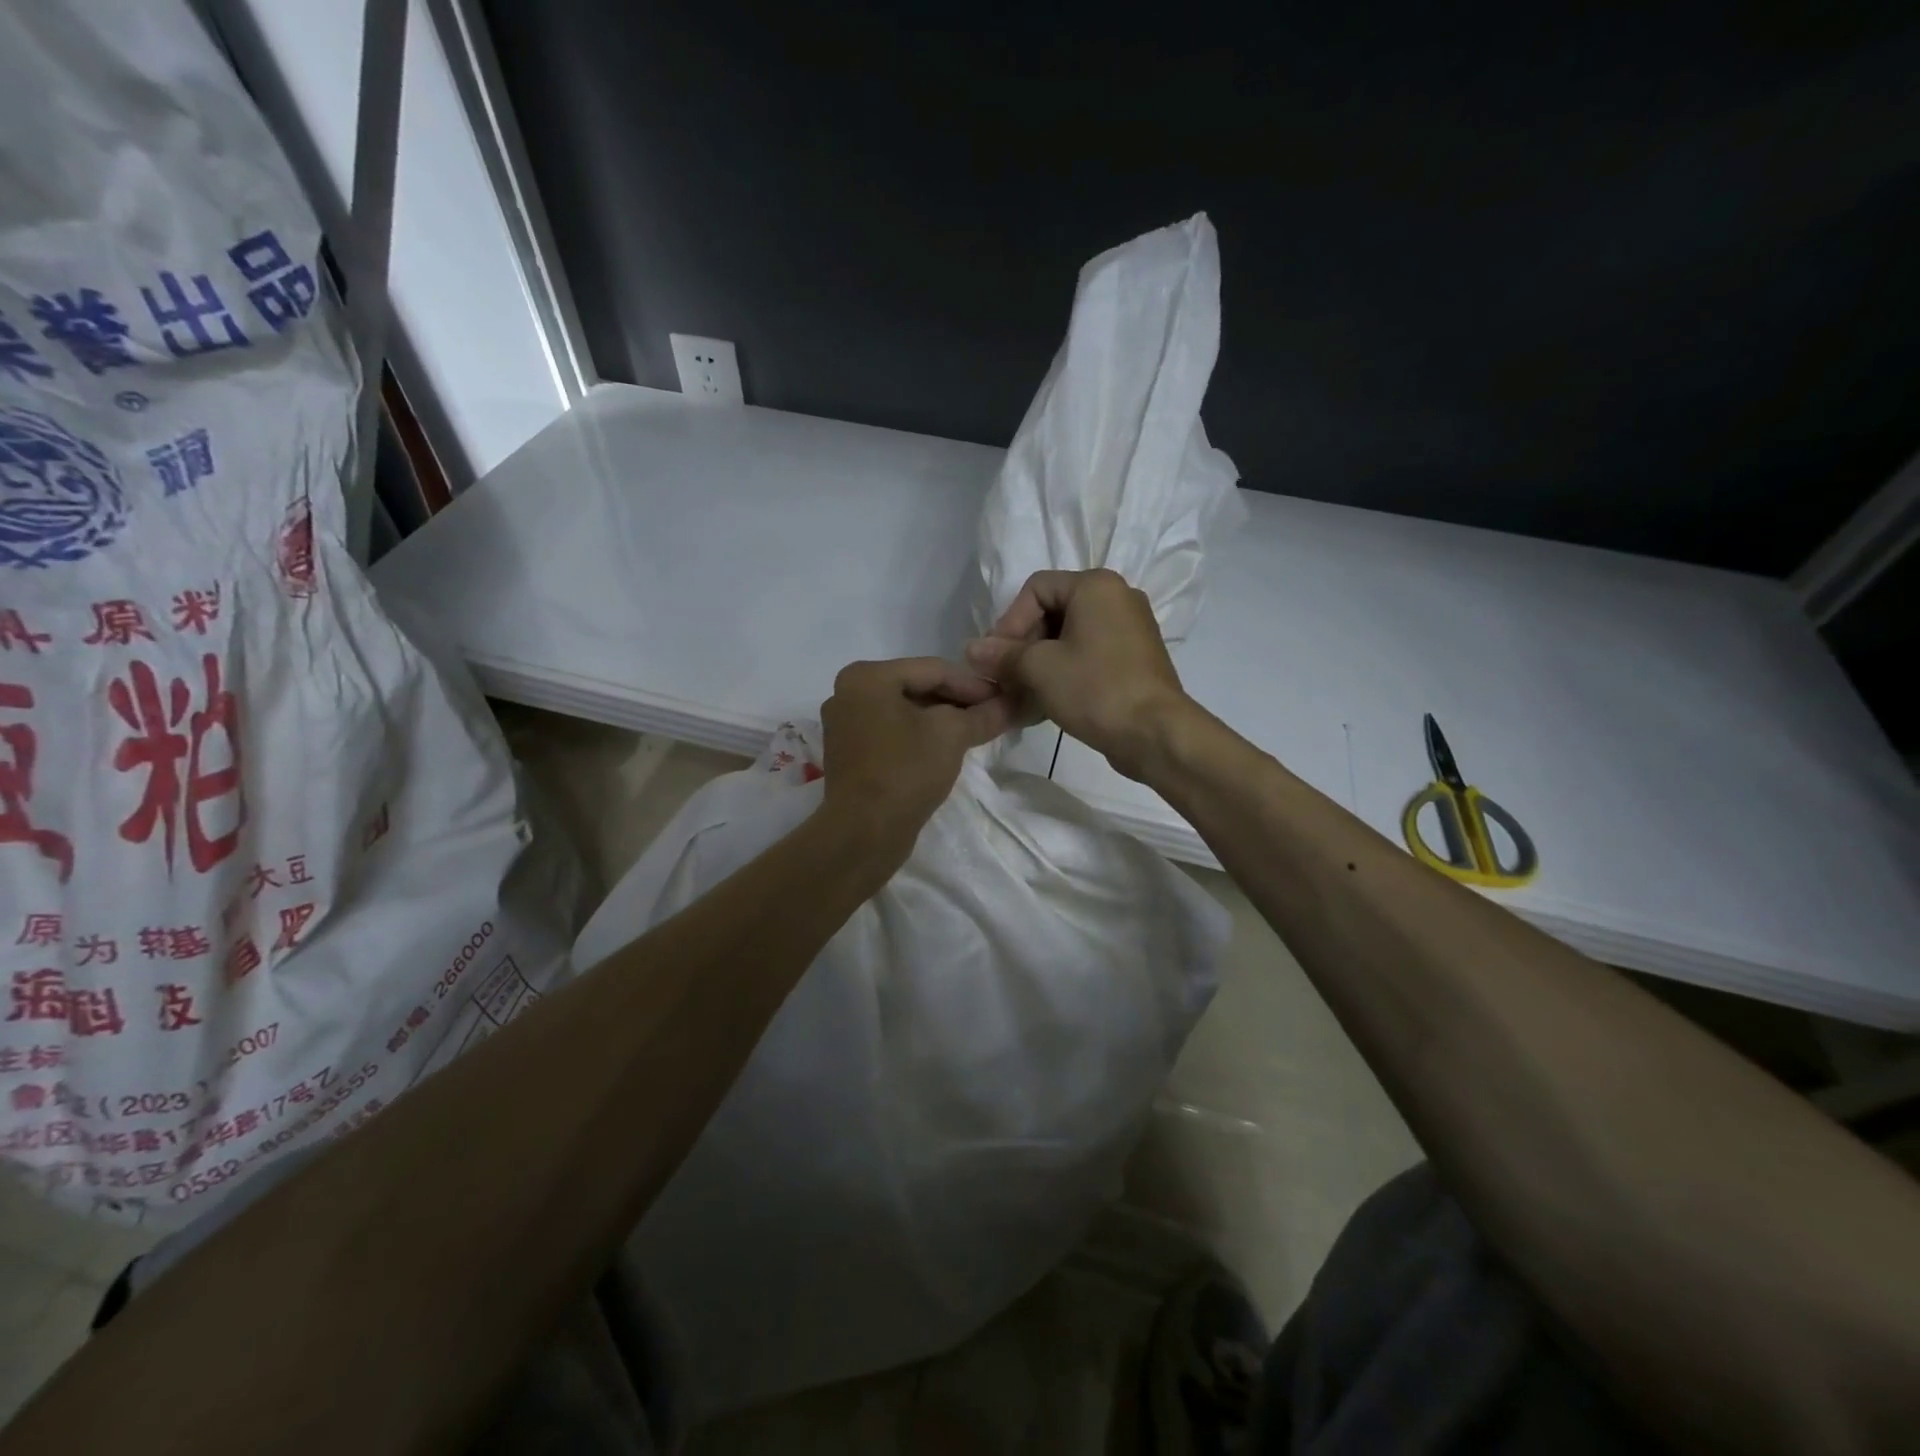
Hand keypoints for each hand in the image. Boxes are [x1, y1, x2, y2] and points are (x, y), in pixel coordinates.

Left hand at [819, 658, 1012, 857]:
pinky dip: (919, 736)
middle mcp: (847, 692)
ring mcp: (844, 725)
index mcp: (866, 676)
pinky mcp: (849, 753)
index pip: (933, 669)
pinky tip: (946, 750)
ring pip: (905, 712)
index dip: (973, 685)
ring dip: (941, 720)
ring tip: (975, 733)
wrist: (864, 833)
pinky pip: (892, 733)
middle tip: (992, 716)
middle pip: (917, 688)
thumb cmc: (906, 771)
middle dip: (957, 702)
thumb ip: (983, 715)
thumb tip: (1013, 704)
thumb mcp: (952, 735)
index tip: (1004, 699)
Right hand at [964, 568, 1190, 781]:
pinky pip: (1089, 655)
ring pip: (1070, 637)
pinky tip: (1045, 702)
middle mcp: (1117, 598)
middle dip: (1023, 645)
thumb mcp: (1039, 669)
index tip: (996, 657)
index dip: (1009, 621)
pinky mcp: (1134, 659)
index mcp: (1096, 586)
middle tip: (1005, 678)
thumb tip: (971, 649)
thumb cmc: (1094, 688)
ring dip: (1040, 663)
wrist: (1155, 733)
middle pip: (1053, 611)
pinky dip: (1064, 672)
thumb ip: (1002, 655)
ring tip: (1020, 695)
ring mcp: (1130, 629)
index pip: (1036, 588)